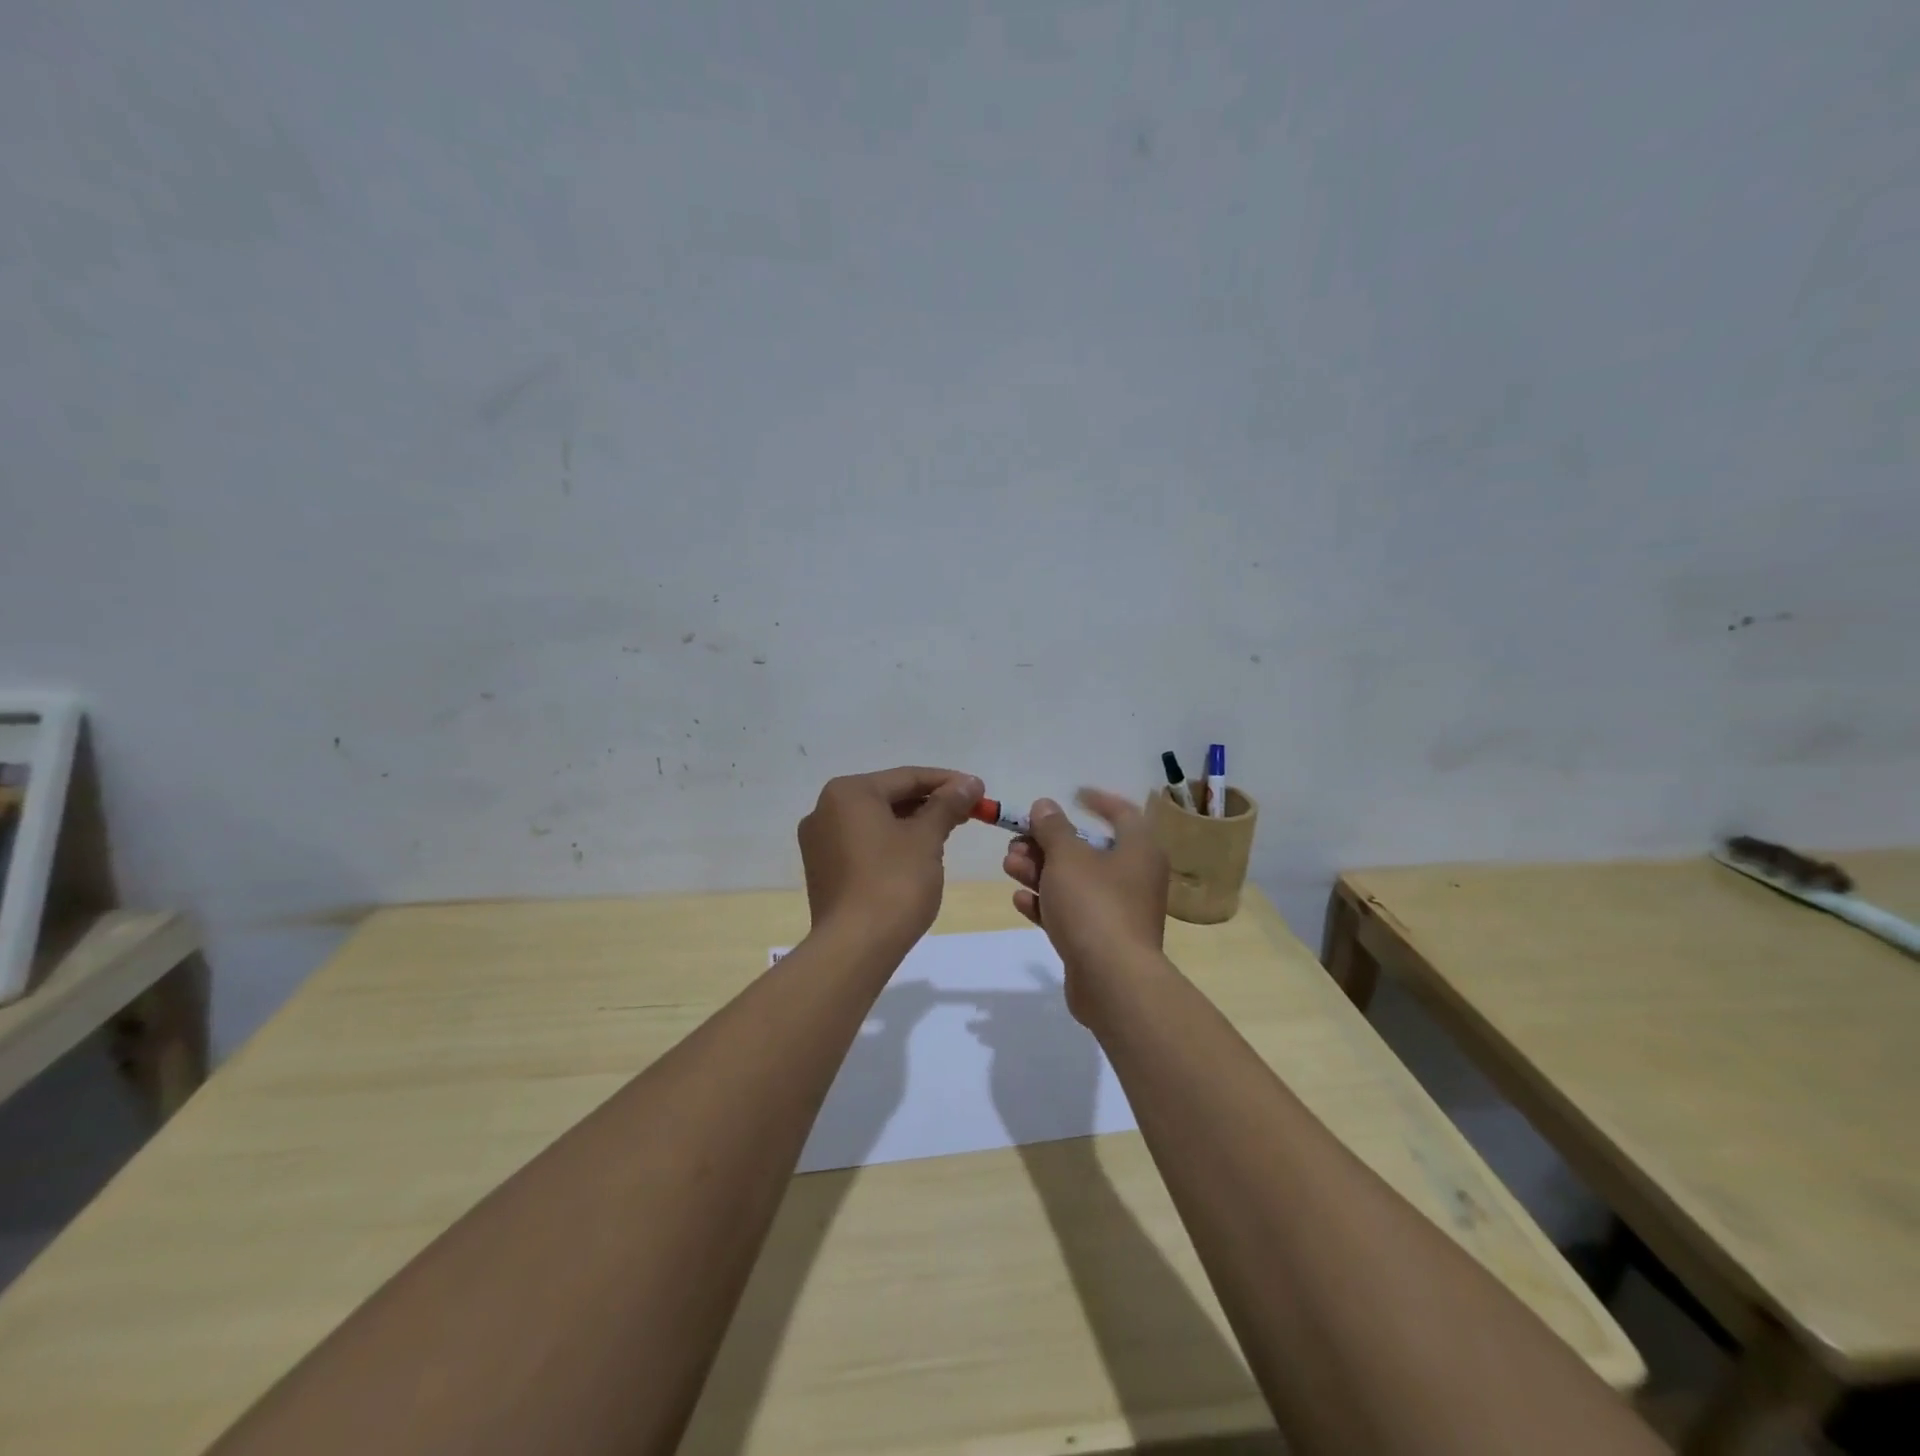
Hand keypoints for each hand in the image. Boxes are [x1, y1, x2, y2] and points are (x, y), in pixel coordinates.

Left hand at [798, 766, 982, 951]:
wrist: (855, 947)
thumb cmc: (894, 883)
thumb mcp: (927, 838)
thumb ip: (947, 805)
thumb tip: (969, 783)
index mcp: (848, 793)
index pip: (906, 777)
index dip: (947, 782)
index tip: (978, 790)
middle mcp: (825, 810)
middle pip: (889, 797)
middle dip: (930, 803)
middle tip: (968, 812)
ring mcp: (819, 842)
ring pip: (876, 822)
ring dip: (912, 823)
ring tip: (948, 832)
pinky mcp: (823, 870)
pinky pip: (863, 844)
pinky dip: (891, 843)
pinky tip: (917, 855)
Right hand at [1001, 789, 1167, 1023]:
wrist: (1112, 980)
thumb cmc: (1094, 905)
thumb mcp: (1068, 857)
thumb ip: (1053, 828)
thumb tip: (1045, 805)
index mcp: (1139, 850)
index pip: (1123, 813)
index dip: (1097, 801)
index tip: (1072, 794)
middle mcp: (1134, 877)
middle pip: (1088, 850)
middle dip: (1048, 843)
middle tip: (1017, 842)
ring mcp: (1118, 911)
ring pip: (1075, 882)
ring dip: (1040, 872)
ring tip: (1009, 866)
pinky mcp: (1101, 940)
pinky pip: (1072, 913)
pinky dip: (1047, 904)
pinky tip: (1020, 900)